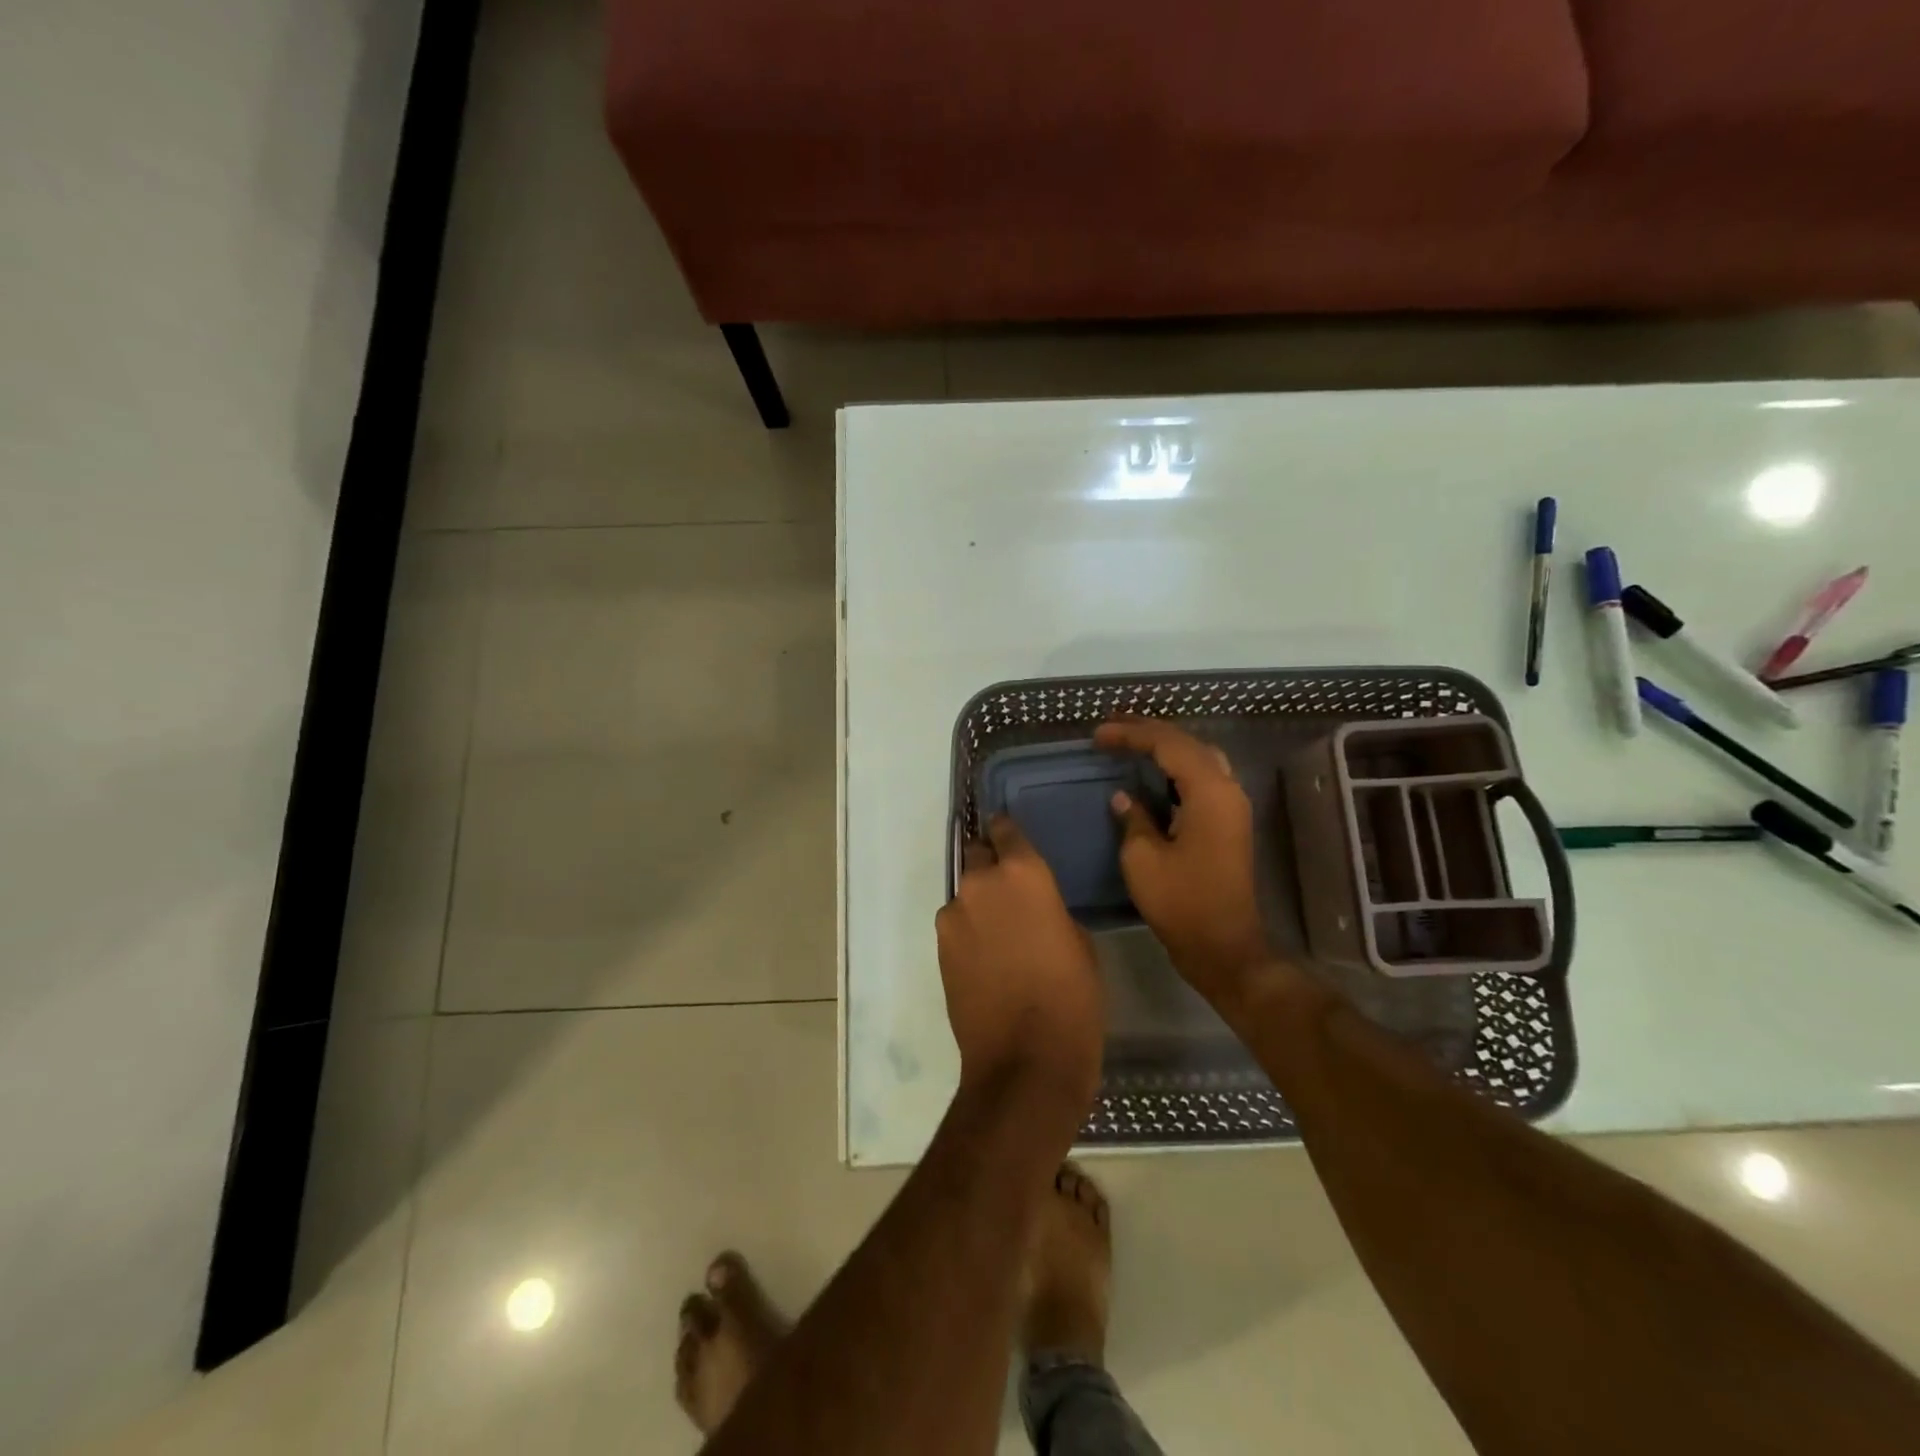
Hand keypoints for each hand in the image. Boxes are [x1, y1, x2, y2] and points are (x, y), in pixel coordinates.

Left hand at [935, 815, 1103, 1110]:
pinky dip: (968, 931)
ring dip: (979, 902)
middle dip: (990, 864)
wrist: (1025, 1058)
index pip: (1006, 829)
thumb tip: (1034, 907)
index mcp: (1024, 872)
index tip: (1012, 839)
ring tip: (999, 932)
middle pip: (977, 854)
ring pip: (965, 893)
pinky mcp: (939, 947)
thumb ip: (1050, 908)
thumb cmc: (1072, 997)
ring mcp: (954, 914)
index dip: (1008, 832)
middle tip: (1009, 889)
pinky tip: (985, 957)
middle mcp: (981, 883)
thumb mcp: (1078, 941)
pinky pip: (955, 924)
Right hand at [1096, 717, 1270, 1007]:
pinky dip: (1176, 768)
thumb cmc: (1181, 903)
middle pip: (1188, 743)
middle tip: (1112, 727)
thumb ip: (1134, 818)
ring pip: (1199, 758)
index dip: (1131, 734)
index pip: (1169, 745)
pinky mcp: (1228, 823)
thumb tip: (1124, 796)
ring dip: (1165, 746)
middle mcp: (1228, 790)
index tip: (1097, 735)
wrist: (1223, 948)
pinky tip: (1152, 773)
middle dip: (1150, 732)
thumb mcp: (1143, 858)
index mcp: (1210, 792)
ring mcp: (1232, 806)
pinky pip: (1202, 778)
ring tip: (1130, 741)